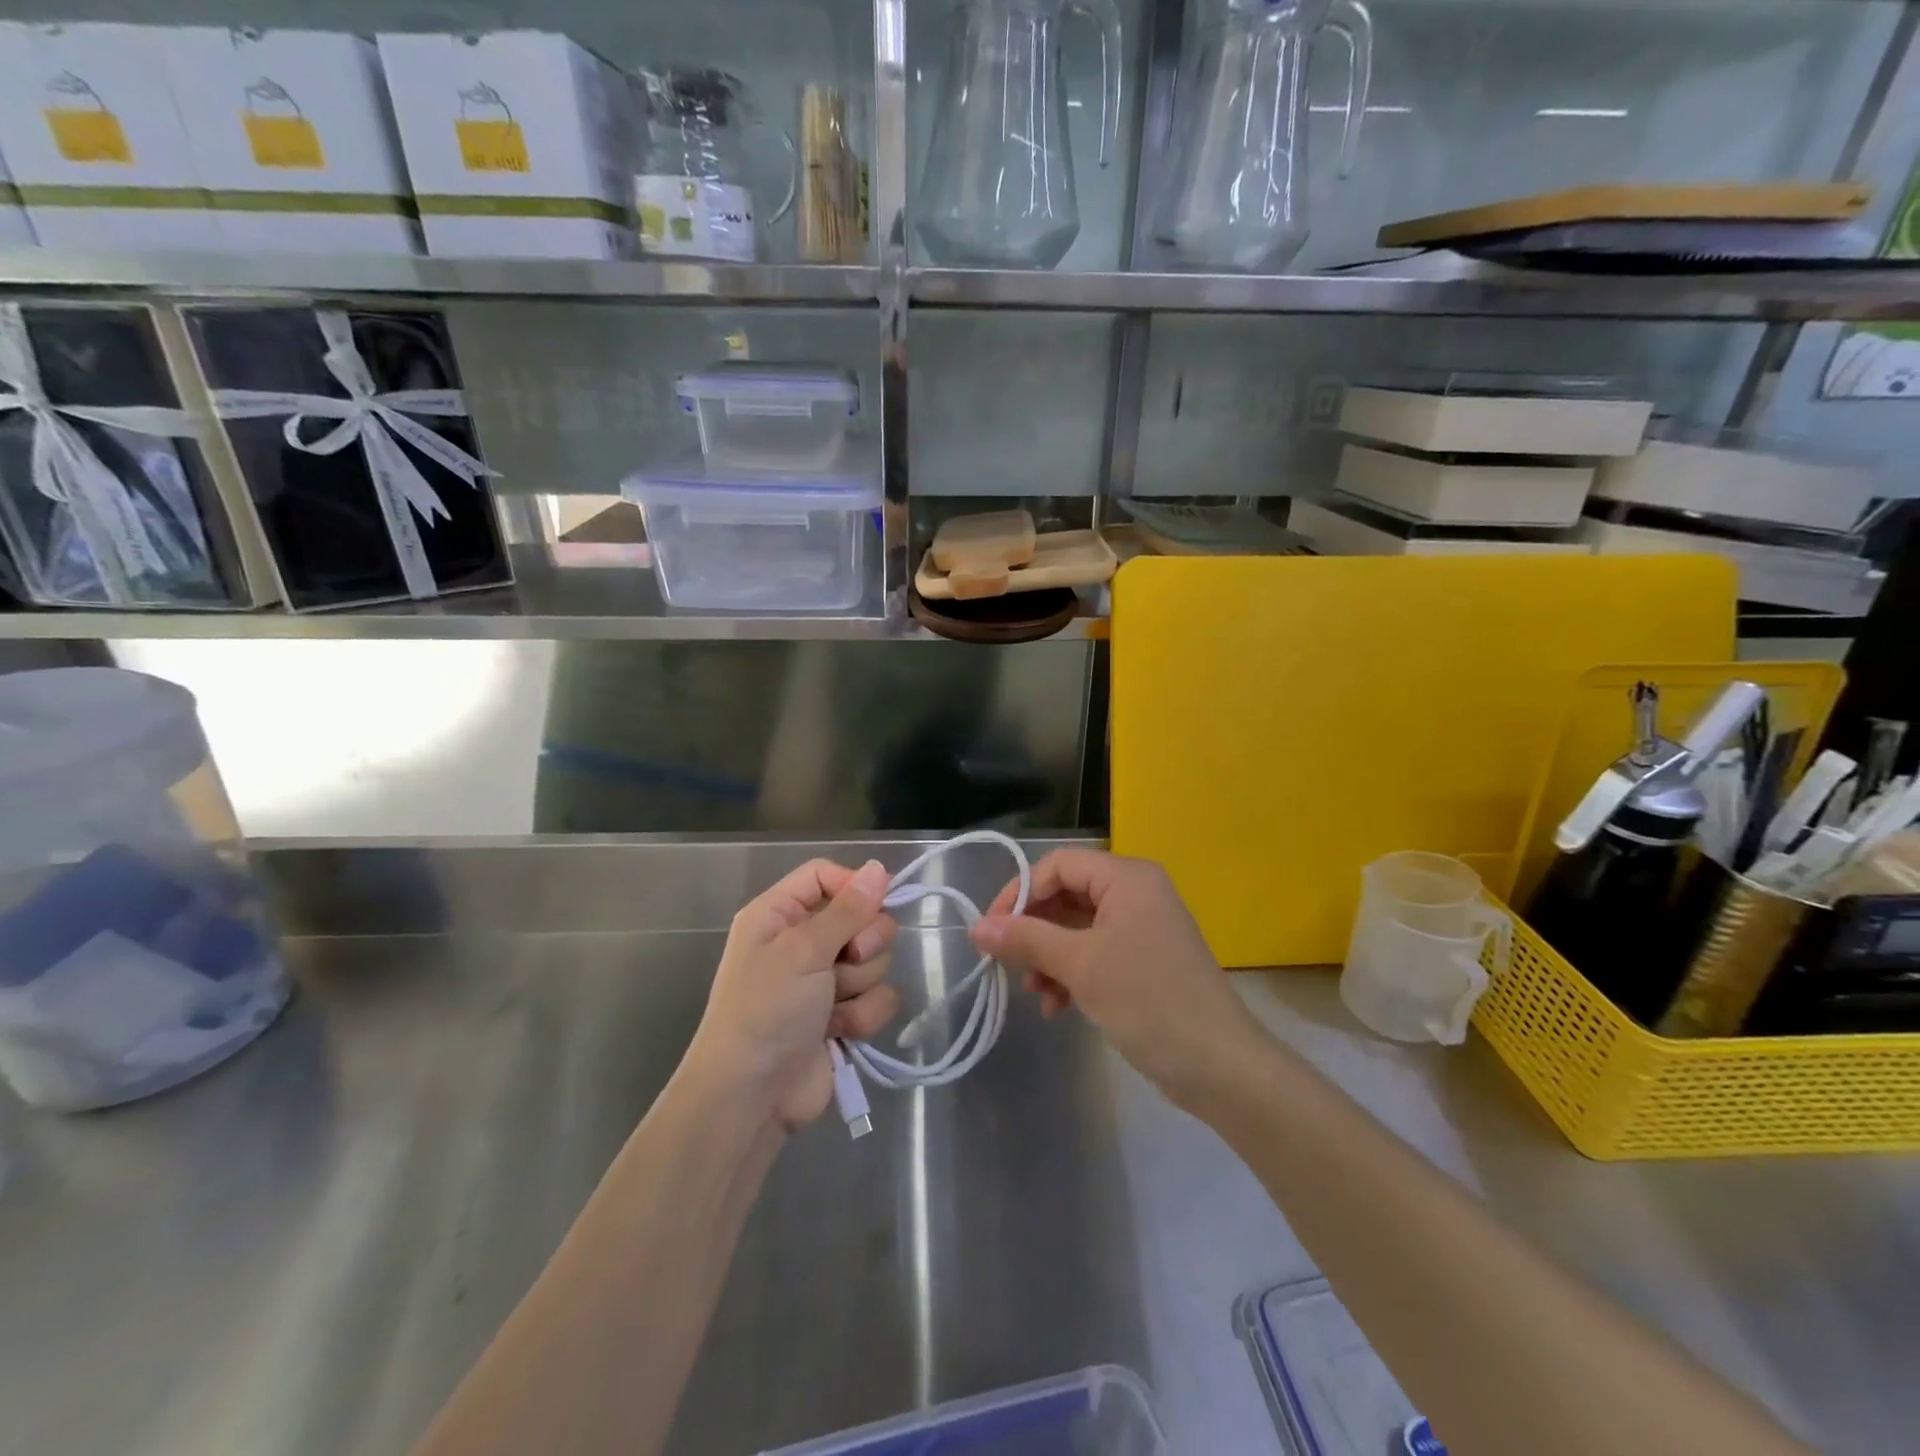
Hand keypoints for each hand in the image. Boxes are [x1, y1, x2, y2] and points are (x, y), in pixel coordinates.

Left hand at [685, 859, 899, 1135]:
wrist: (751, 1098)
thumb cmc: (765, 1010)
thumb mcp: (803, 951)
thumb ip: (848, 909)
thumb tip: (880, 867)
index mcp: (780, 914)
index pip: (826, 875)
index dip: (854, 886)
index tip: (878, 902)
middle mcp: (803, 941)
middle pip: (861, 916)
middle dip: (863, 943)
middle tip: (844, 961)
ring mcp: (825, 979)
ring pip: (875, 959)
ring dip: (860, 985)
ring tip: (831, 1007)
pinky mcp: (843, 1014)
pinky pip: (878, 996)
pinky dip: (862, 1016)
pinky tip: (838, 1033)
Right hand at [971, 849, 1268, 1108]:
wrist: (1220, 1066)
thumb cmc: (1148, 1000)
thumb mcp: (1080, 966)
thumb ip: (1026, 939)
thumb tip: (976, 927)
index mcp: (1127, 877)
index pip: (1058, 865)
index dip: (1020, 893)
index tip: (992, 930)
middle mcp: (1135, 892)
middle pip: (1066, 895)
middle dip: (1034, 931)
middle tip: (1010, 964)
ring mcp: (1142, 927)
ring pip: (1077, 928)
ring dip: (1049, 957)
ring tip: (1036, 994)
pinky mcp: (1144, 960)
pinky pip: (1095, 952)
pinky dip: (1071, 973)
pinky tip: (1057, 1007)